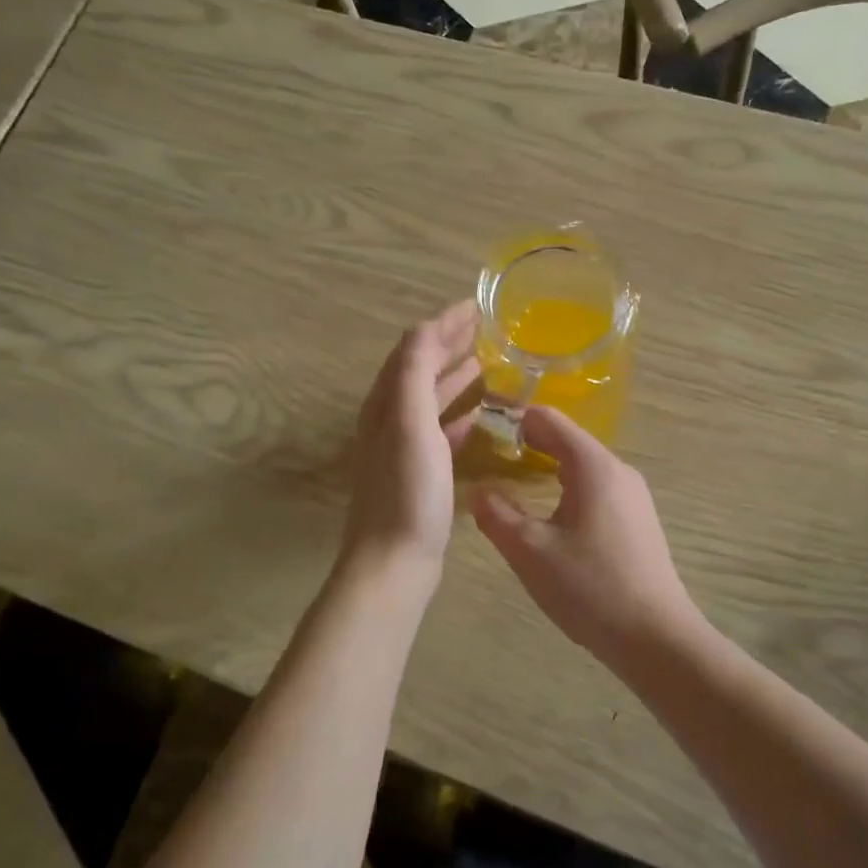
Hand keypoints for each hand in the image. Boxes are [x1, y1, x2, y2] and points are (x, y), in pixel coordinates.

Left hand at [342, 300, 480, 584]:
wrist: (394, 561)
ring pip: (429, 399)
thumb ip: (415, 373)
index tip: (474, 306)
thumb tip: (426, 327)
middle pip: (418, 369)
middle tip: (481, 327)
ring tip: (481, 361)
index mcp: (385, 404)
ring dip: (452, 376)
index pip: (412, 349)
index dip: (441, 324)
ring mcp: (403, 448)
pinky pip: (439, 431)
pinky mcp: (419, 473)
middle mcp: (389, 420)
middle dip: (447, 344)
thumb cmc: (407, 491)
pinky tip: (477, 416)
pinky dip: (456, 415)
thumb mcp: (410, 424)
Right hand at [472, 408, 707, 665]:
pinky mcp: (638, 520)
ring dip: (547, 468)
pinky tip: (550, 518)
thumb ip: (497, 515)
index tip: (482, 430)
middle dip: (528, 444)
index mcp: (593, 466)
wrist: (656, 638)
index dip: (513, 419)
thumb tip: (478, 491)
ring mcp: (633, 496)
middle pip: (567, 440)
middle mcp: (618, 470)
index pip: (549, 419)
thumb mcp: (530, 552)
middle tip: (489, 459)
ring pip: (582, 467)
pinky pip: (596, 489)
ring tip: (512, 486)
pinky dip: (567, 489)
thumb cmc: (590, 587)